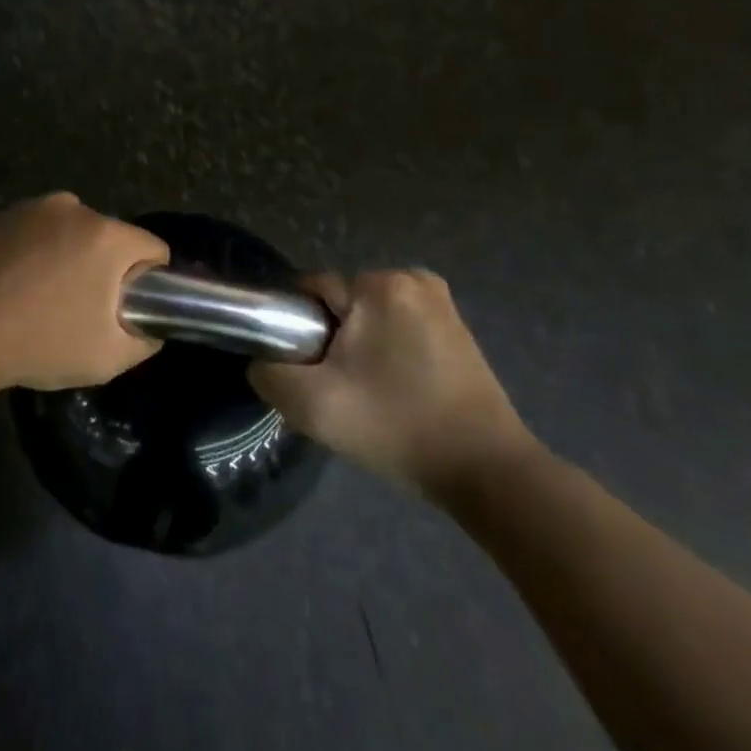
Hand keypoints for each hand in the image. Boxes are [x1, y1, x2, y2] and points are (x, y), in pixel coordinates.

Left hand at [0, 194, 169, 395]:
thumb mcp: (107, 358)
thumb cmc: (37, 343)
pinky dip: (32, 256)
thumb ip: (144, 339)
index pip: (153, 249)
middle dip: (104, 270)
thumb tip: (148, 326)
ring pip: (68, 235)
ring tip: (39, 302)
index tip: (127, 309)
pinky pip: (32, 235)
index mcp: (106, 235)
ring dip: (67, 260)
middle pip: (109, 239)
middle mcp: (71, 208)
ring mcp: (28, 209)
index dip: (150, 281)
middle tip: (81, 312)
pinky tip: (9, 290)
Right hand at [248, 270, 535, 497]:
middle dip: (330, 341)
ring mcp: (441, 301)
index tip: (312, 375)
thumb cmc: (396, 428)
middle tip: (340, 392)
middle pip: (339, 304)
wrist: (487, 472)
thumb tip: (264, 360)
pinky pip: (397, 327)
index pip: (310, 293)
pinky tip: (395, 390)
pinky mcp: (456, 326)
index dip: (298, 333)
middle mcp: (413, 278)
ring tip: (368, 395)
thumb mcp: (311, 405)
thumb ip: (268, 372)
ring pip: (367, 317)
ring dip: (357, 348)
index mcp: (379, 285)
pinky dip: (386, 352)